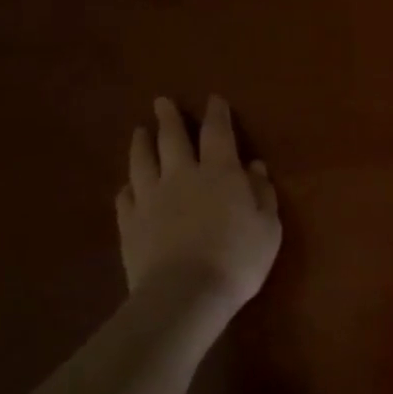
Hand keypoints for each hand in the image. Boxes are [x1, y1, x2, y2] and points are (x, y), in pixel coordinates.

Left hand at [116, 95, 280, 310]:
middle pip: (172, 139)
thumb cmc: (238, 259)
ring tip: (139, 131)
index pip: (217, 133)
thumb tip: (254, 167)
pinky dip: (127, 186)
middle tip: (162, 102)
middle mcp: (182, 176)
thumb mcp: (268, 227)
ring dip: (141, 143)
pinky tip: (128, 186)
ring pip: (142, 161)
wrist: (185, 294)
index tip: (214, 100)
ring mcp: (150, 199)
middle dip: (169, 118)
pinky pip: (124, 197)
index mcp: (220, 172)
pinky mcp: (129, 224)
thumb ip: (263, 194)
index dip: (217, 114)